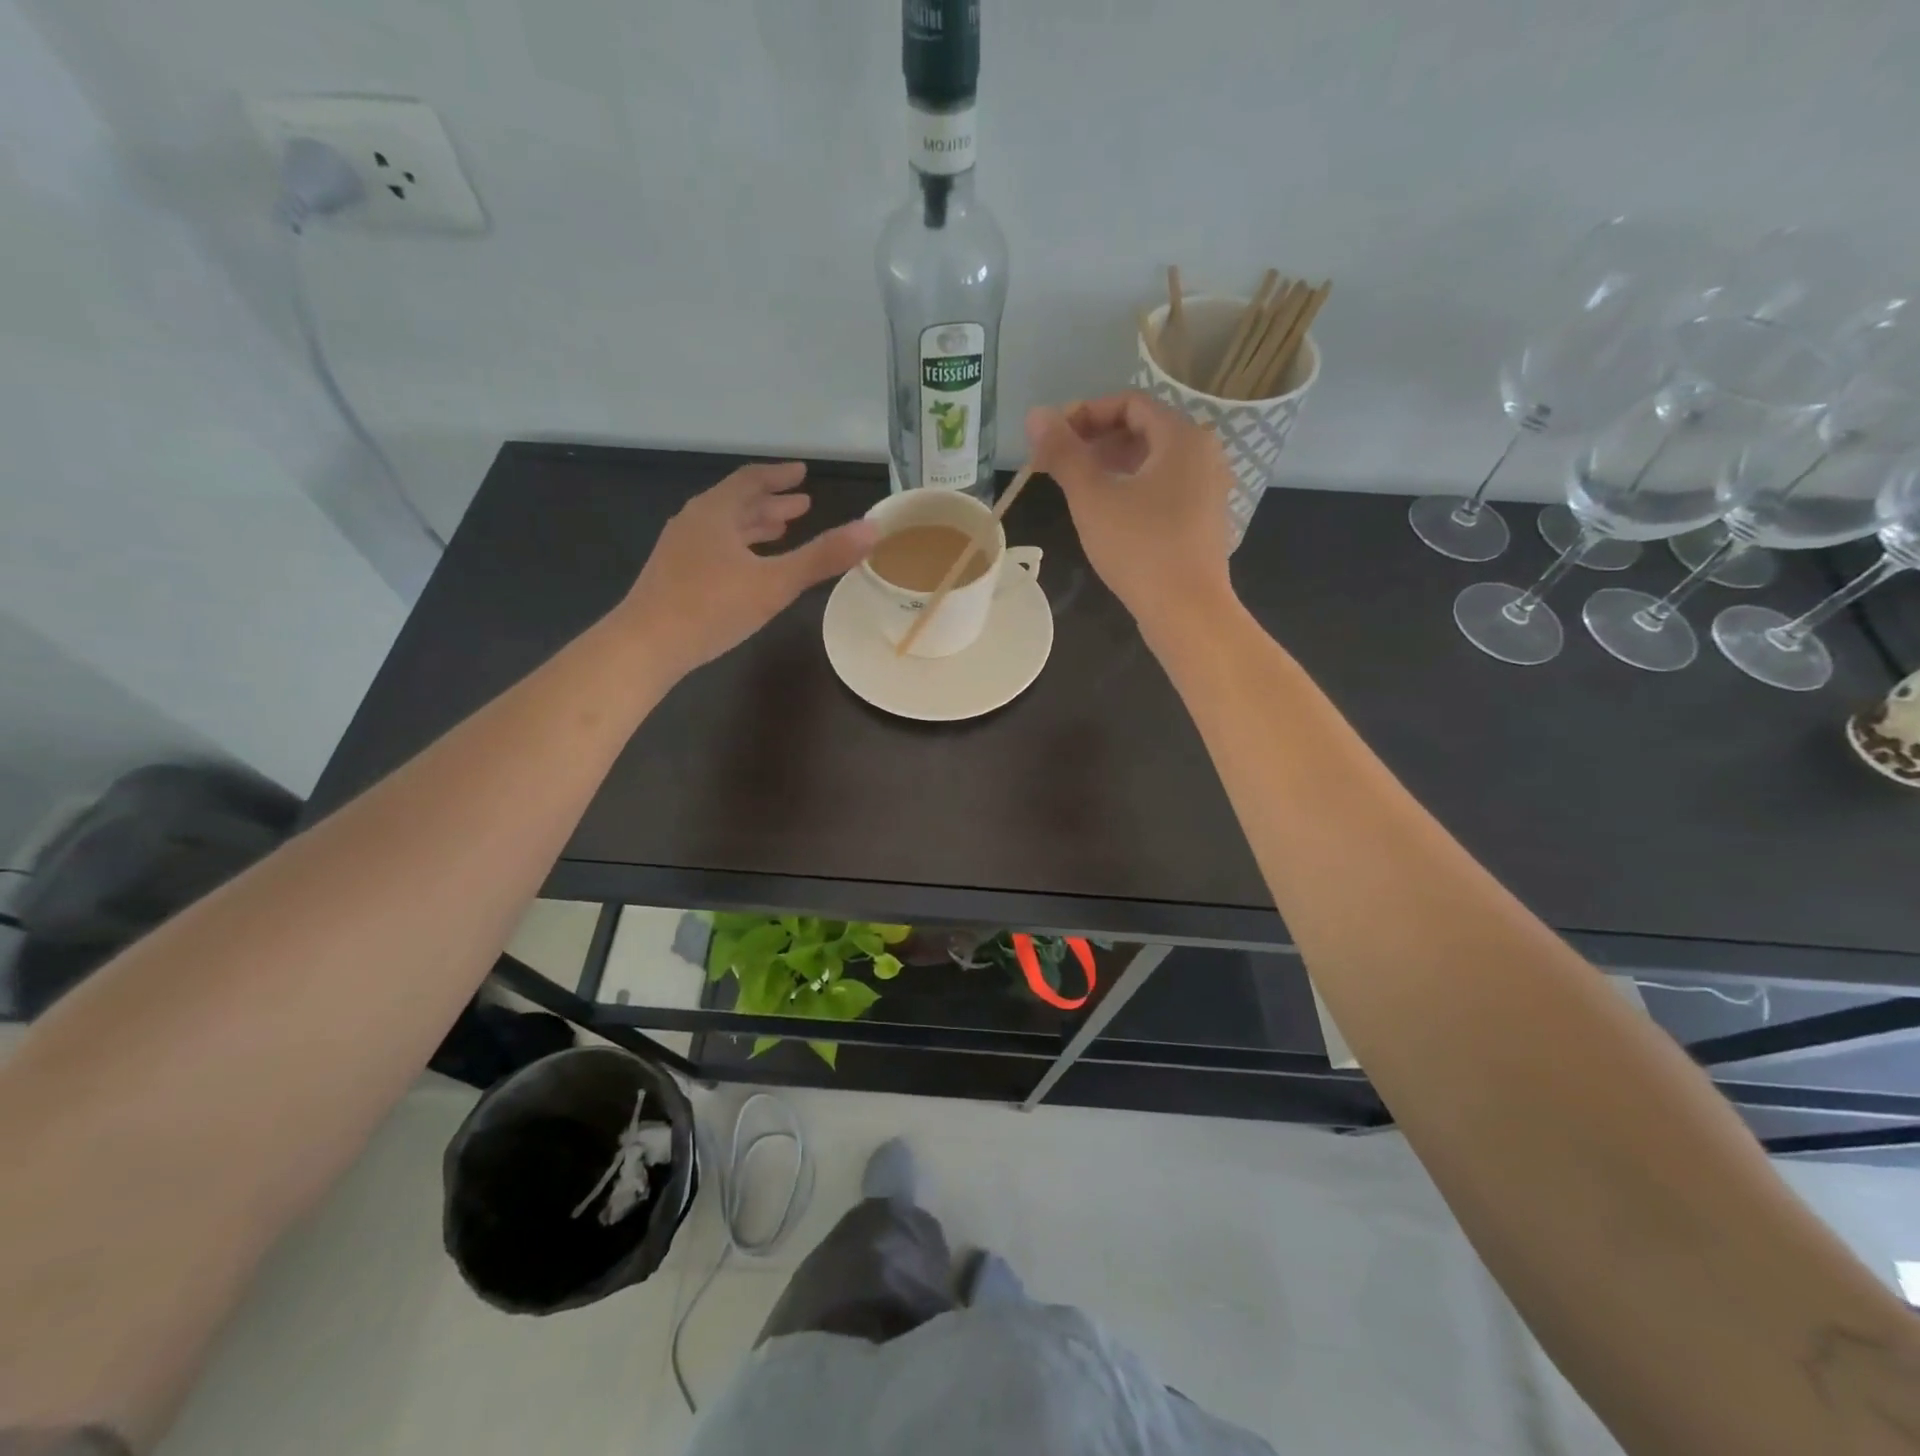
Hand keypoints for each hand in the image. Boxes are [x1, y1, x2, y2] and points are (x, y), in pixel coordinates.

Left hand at [620, 462, 876, 676]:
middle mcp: (694, 522)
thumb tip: (872, 529)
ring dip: (754, 526)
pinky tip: (747, 570)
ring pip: (724, 528)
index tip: (802, 473)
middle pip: (736, 502)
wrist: (646, 645)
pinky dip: (739, 548)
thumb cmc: (712, 607)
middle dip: (771, 503)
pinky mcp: (673, 576)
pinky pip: (714, 549)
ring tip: (781, 531)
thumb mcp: (775, 583)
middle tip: (802, 506)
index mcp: (715, 512)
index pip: (750, 481)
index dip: (779, 476)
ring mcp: (679, 550)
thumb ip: (823, 557)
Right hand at [1026, 392, 1236, 636]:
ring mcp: (1208, 488)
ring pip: (1154, 461)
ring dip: (1113, 464)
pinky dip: (1134, 487)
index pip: (1130, 404)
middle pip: (1143, 429)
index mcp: (1182, 436)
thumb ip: (1063, 453)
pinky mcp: (1203, 519)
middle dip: (1097, 440)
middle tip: (1059, 463)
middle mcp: (1203, 453)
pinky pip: (1165, 487)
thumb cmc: (1139, 547)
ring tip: (1078, 487)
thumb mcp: (1092, 497)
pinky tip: (1108, 513)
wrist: (1187, 610)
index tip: (1053, 439)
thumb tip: (1035, 415)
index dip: (1086, 413)